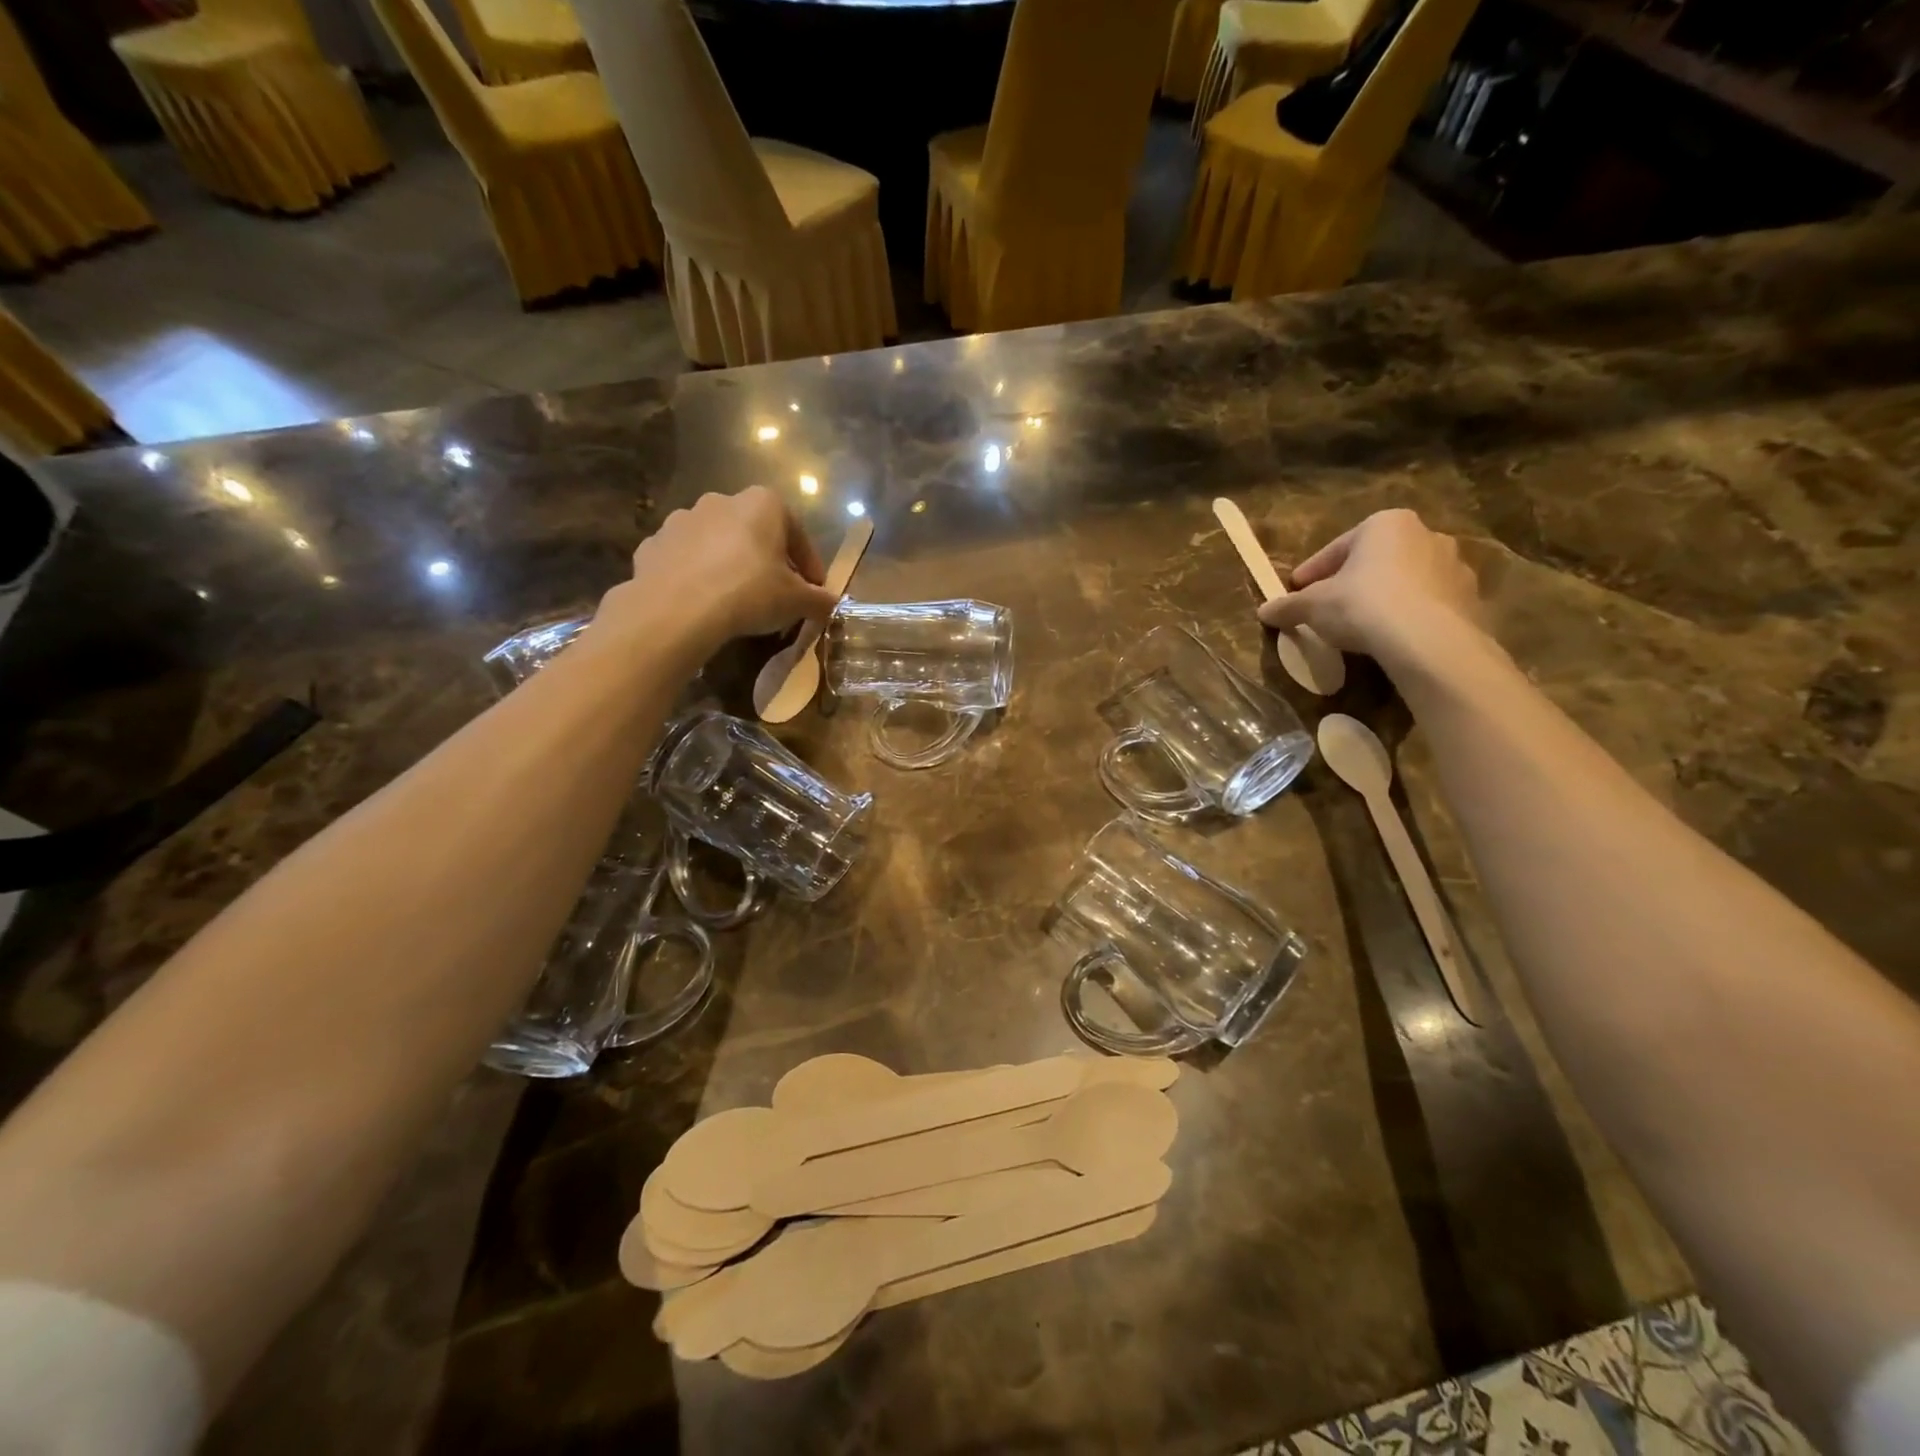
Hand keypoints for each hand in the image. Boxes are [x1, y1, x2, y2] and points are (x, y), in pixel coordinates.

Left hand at [603, 488, 840, 653]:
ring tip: (736, 599)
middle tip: (776, 593)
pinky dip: (696, 575)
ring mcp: (682, 520)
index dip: (809, 563)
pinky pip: (685, 559)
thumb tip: (832, 603)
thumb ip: (820, 600)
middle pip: (754, 532)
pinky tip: (703, 602)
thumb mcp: (798, 602)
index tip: (813, 589)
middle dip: (767, 560)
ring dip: (729, 564)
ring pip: (717, 542)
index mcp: (762, 504)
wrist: (677, 609)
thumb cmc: (750, 593)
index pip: (797, 531)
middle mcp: (721, 501)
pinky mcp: (653, 544)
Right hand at [1256, 509, 1483, 665]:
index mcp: (1385, 524)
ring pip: (1405, 580)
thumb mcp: (1312, 606)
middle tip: (1328, 607)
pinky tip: (1391, 637)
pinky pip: (1427, 603)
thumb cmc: (1362, 605)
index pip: (1337, 548)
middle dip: (1351, 581)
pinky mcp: (1470, 598)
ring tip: (1361, 626)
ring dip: (1383, 597)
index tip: (1297, 592)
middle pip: (1375, 560)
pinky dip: (1408, 615)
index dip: (1312, 572)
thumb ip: (1288, 606)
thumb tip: (1264, 611)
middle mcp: (1426, 534)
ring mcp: (1454, 566)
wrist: (1426, 639)